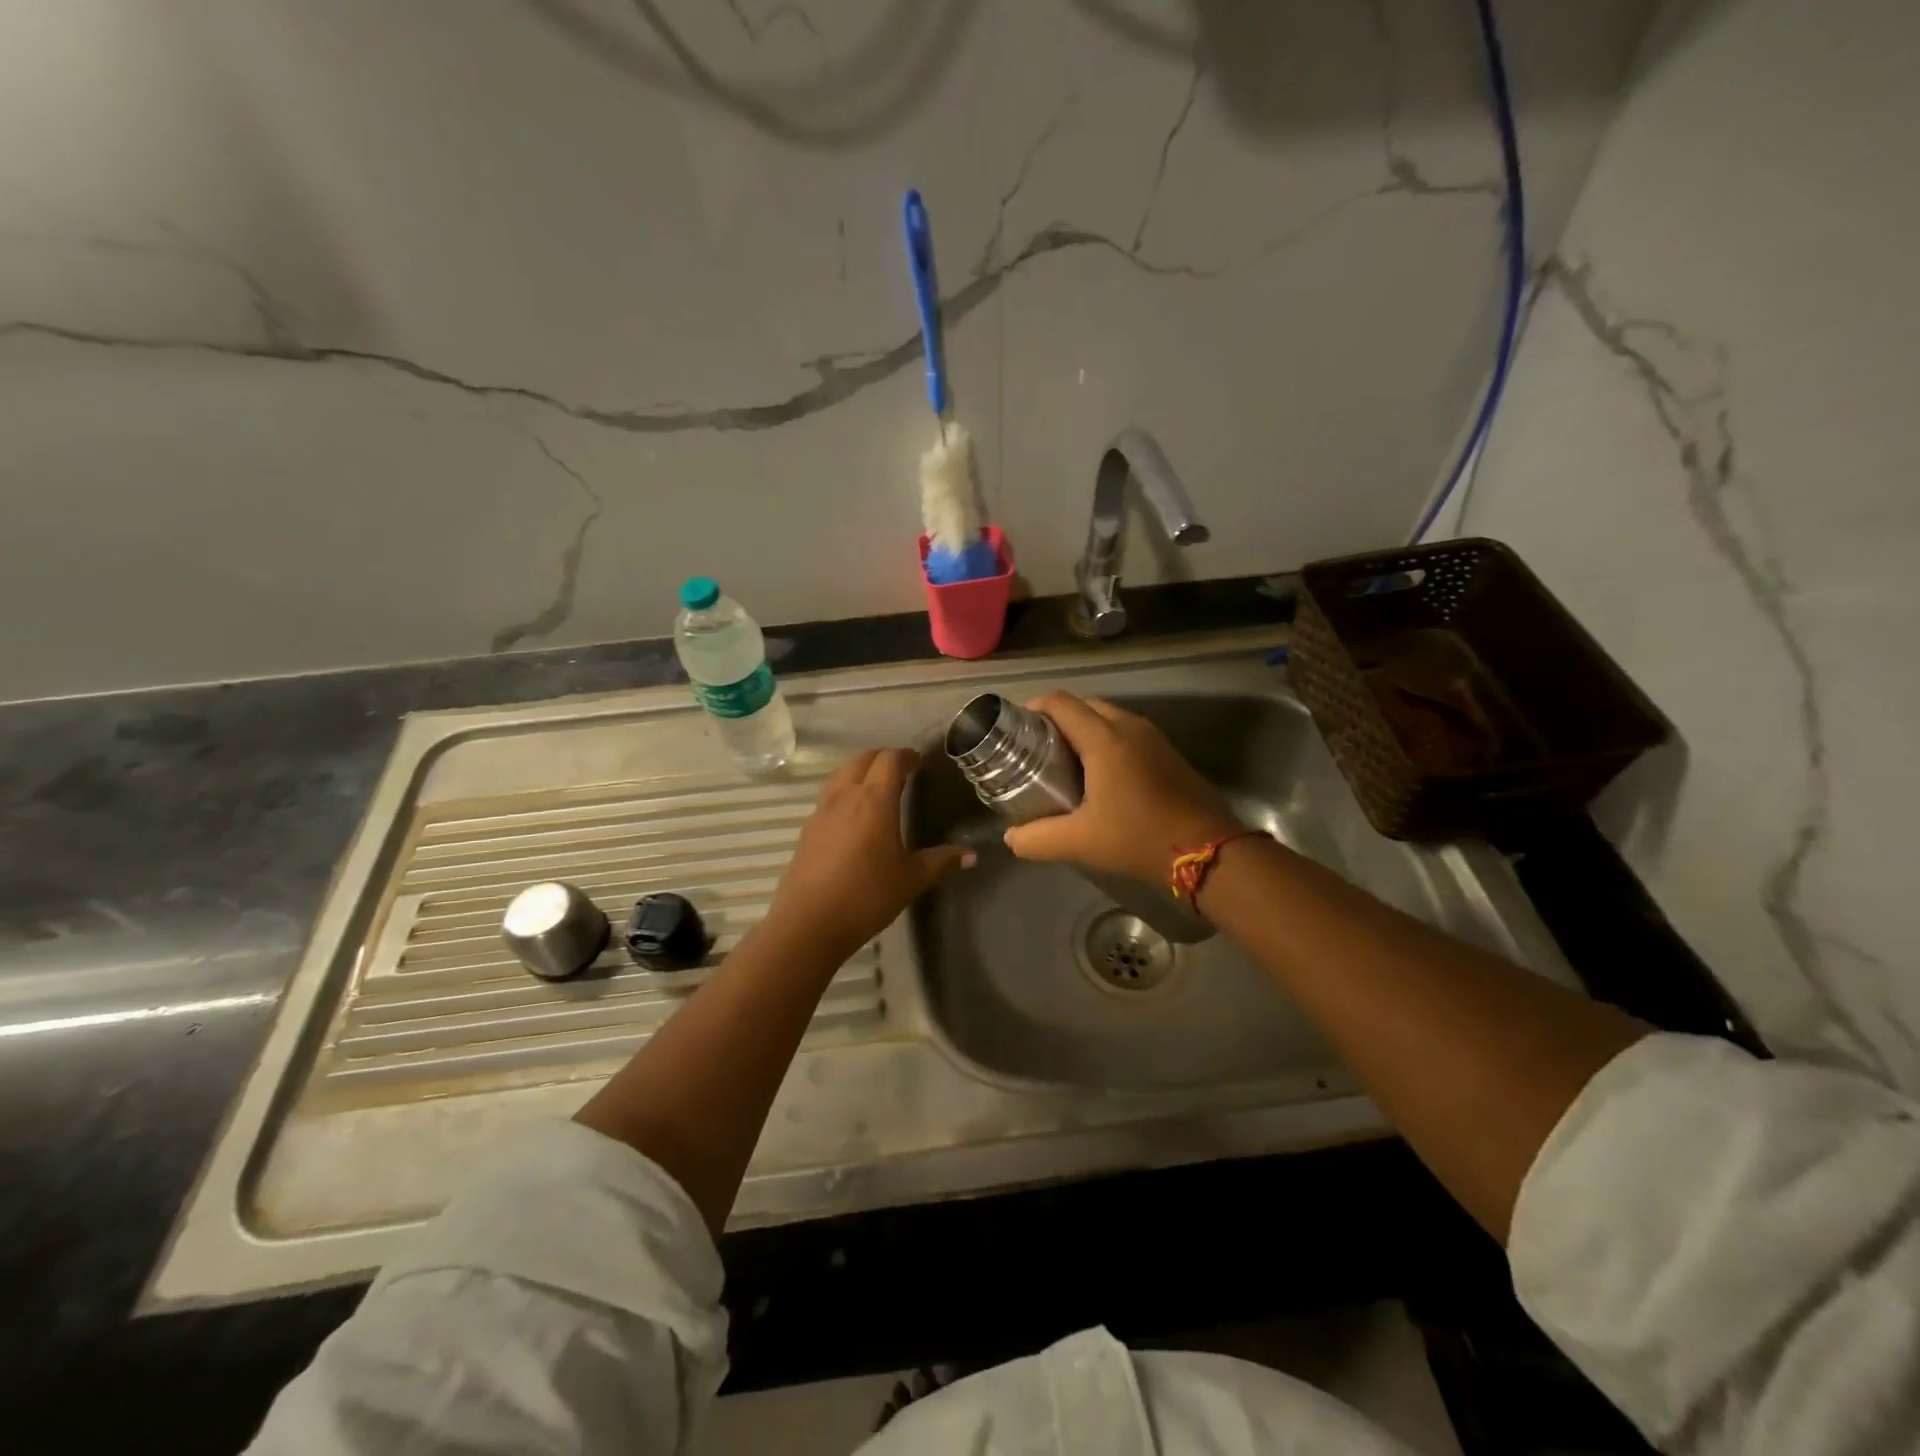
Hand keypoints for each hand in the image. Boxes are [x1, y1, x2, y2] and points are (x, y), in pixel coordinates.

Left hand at [764, 747, 973, 957]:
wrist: (810, 922)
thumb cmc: (868, 895)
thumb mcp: (911, 879)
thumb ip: (942, 862)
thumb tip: (972, 854)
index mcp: (875, 799)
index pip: (889, 760)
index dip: (905, 755)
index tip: (918, 761)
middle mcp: (846, 796)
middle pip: (861, 759)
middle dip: (881, 758)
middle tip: (899, 770)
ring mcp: (822, 811)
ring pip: (840, 774)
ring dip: (859, 771)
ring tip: (875, 787)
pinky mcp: (807, 829)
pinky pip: (828, 796)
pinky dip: (843, 792)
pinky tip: (852, 816)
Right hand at [1003, 693, 1241, 884]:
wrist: (1210, 851)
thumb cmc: (1139, 837)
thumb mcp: (1080, 842)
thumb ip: (1037, 838)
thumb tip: (1011, 837)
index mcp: (1105, 738)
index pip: (1060, 702)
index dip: (1032, 710)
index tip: (1016, 733)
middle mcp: (1129, 726)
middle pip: (1083, 706)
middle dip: (1056, 721)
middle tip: (1036, 752)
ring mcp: (1153, 737)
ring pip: (1107, 719)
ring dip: (1082, 732)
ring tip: (1062, 765)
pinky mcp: (1168, 753)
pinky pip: (1126, 733)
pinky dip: (1105, 743)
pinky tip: (1099, 778)